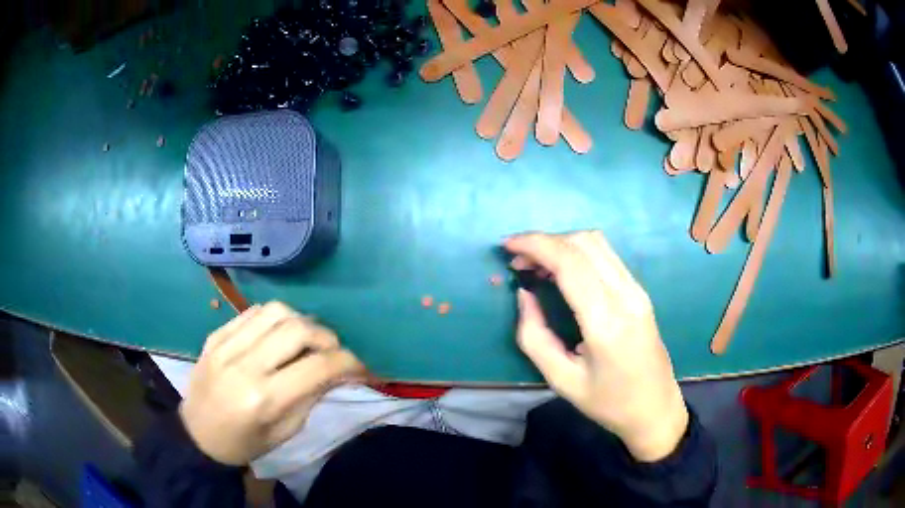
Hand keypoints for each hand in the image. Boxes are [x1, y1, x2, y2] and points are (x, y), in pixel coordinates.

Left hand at [179, 301, 364, 464]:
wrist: (198, 435)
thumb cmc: (246, 443)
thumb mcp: (286, 431)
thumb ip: (312, 396)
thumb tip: (339, 370)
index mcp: (264, 399)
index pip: (318, 367)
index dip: (349, 363)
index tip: (362, 369)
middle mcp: (245, 365)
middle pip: (298, 329)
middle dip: (327, 337)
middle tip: (332, 352)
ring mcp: (226, 345)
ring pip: (276, 311)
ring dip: (300, 322)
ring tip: (304, 341)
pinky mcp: (215, 335)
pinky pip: (252, 312)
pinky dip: (274, 320)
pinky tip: (276, 336)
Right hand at [505, 231, 687, 461]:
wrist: (655, 408)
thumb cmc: (607, 402)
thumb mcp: (561, 380)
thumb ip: (534, 336)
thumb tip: (524, 294)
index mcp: (606, 322)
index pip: (570, 262)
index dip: (535, 245)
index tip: (506, 246)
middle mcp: (626, 296)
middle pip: (583, 242)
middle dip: (544, 241)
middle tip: (518, 261)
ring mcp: (637, 290)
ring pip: (597, 243)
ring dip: (562, 244)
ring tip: (536, 264)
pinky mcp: (640, 291)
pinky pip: (606, 256)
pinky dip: (578, 252)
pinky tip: (561, 271)